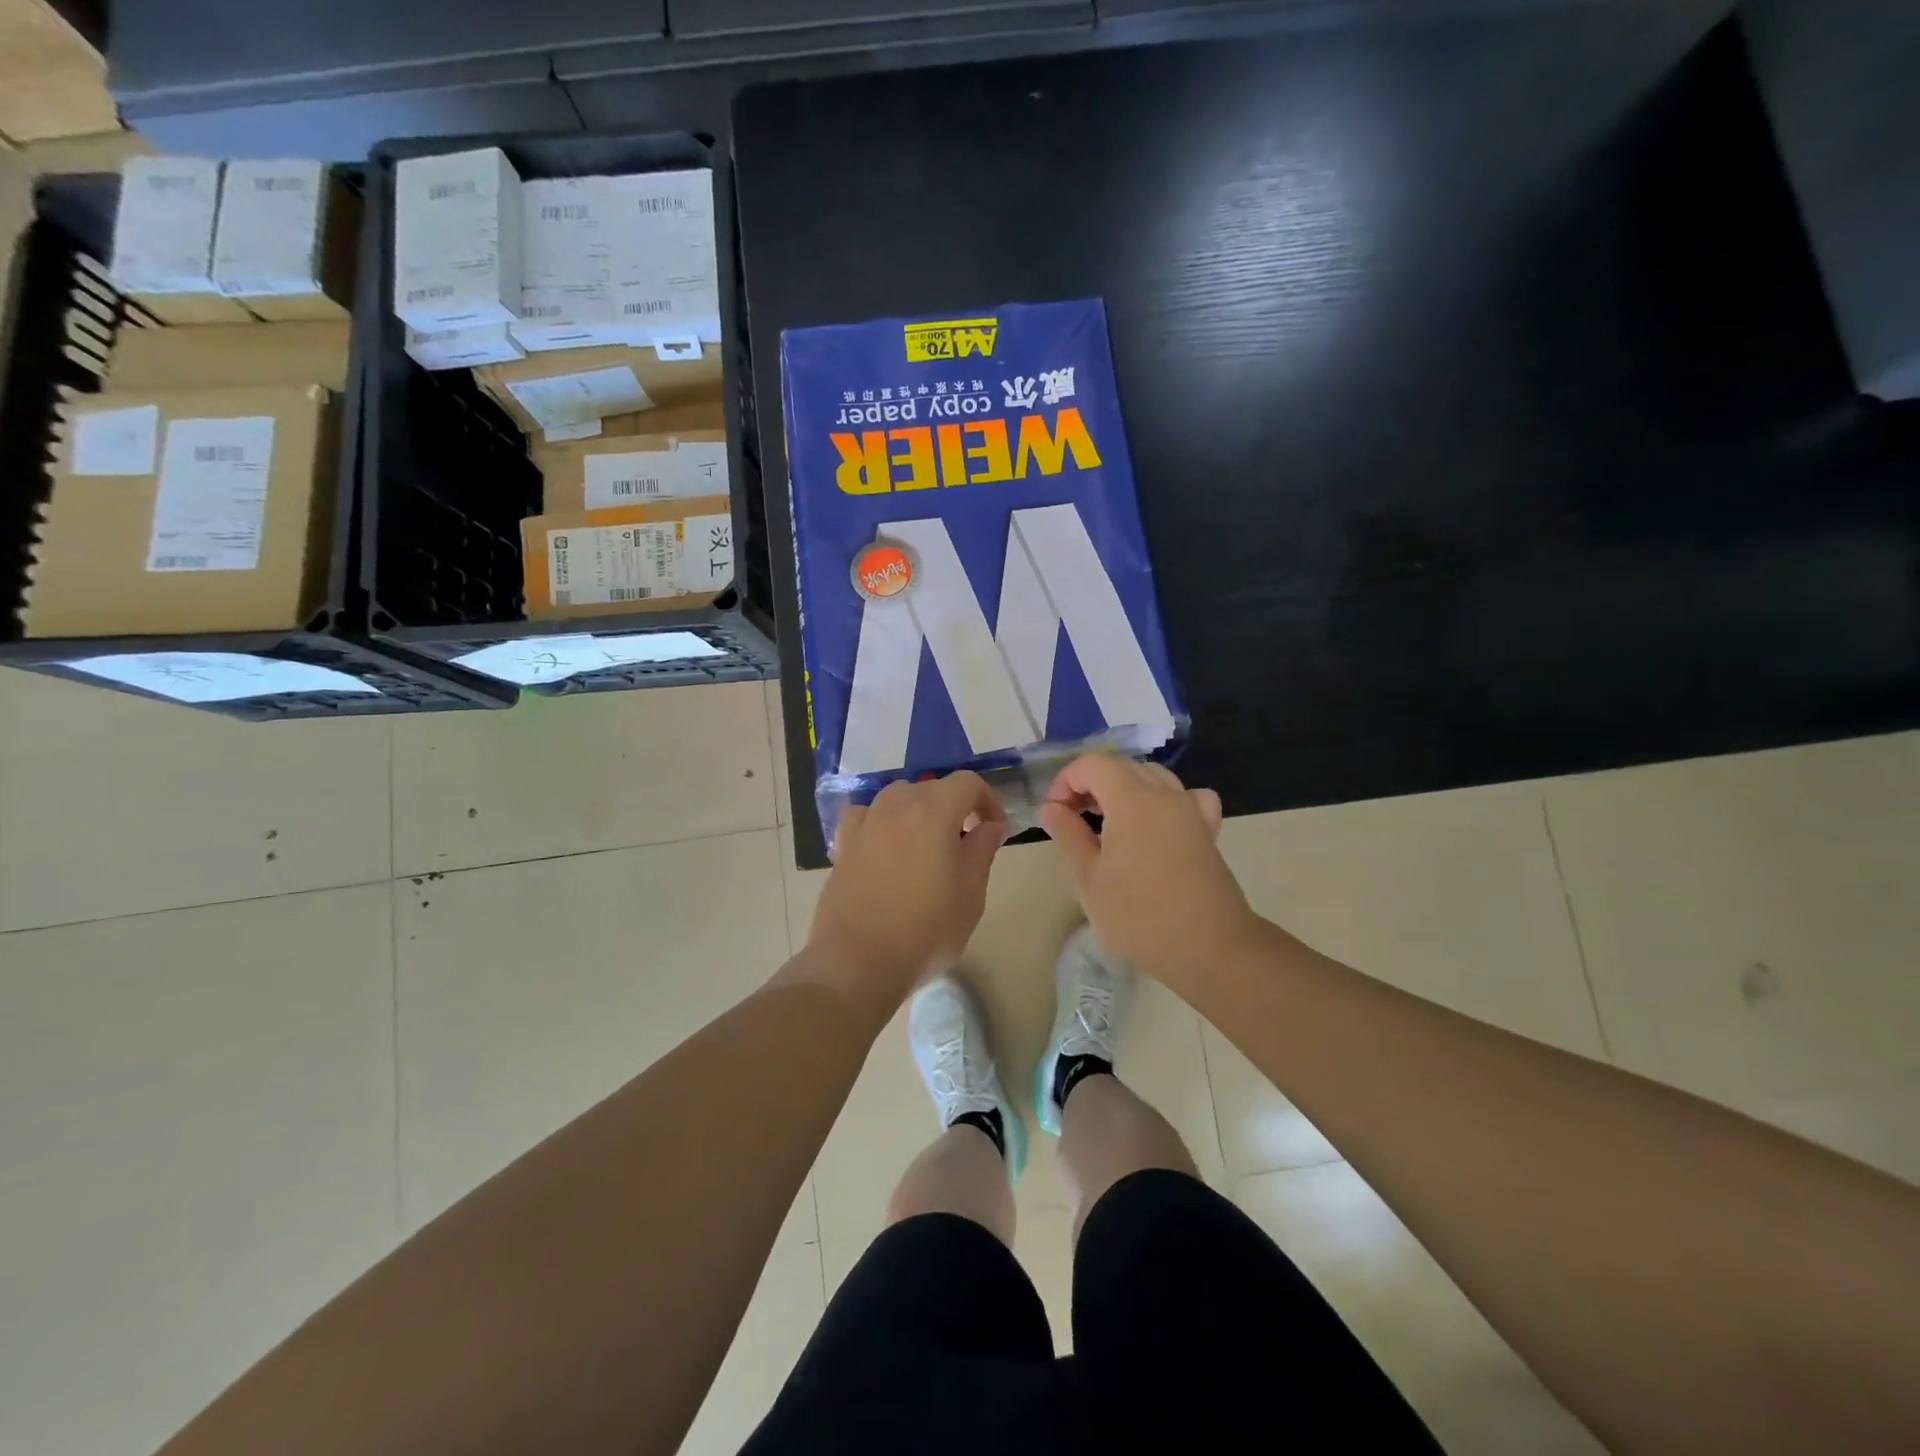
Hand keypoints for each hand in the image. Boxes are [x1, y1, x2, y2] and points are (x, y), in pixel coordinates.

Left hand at [805, 772, 1008, 1016]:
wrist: (858, 962)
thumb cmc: (925, 930)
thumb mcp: (970, 895)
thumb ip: (982, 851)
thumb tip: (990, 825)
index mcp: (933, 811)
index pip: (967, 782)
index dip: (987, 800)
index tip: (995, 830)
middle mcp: (896, 806)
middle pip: (932, 788)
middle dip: (954, 807)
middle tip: (966, 843)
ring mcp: (865, 824)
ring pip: (897, 798)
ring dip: (918, 812)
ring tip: (926, 846)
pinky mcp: (843, 845)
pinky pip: (866, 817)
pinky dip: (881, 822)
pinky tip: (885, 846)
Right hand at [1039, 755, 1258, 985]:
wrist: (1209, 947)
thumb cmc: (1139, 915)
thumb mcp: (1089, 878)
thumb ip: (1069, 834)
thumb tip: (1052, 808)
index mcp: (1131, 799)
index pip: (1092, 764)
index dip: (1066, 781)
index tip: (1055, 814)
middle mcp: (1164, 793)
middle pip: (1122, 766)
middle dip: (1091, 784)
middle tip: (1073, 819)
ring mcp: (1191, 810)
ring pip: (1153, 777)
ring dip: (1125, 789)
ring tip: (1109, 822)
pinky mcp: (1208, 830)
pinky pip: (1186, 797)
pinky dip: (1166, 800)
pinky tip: (1158, 824)